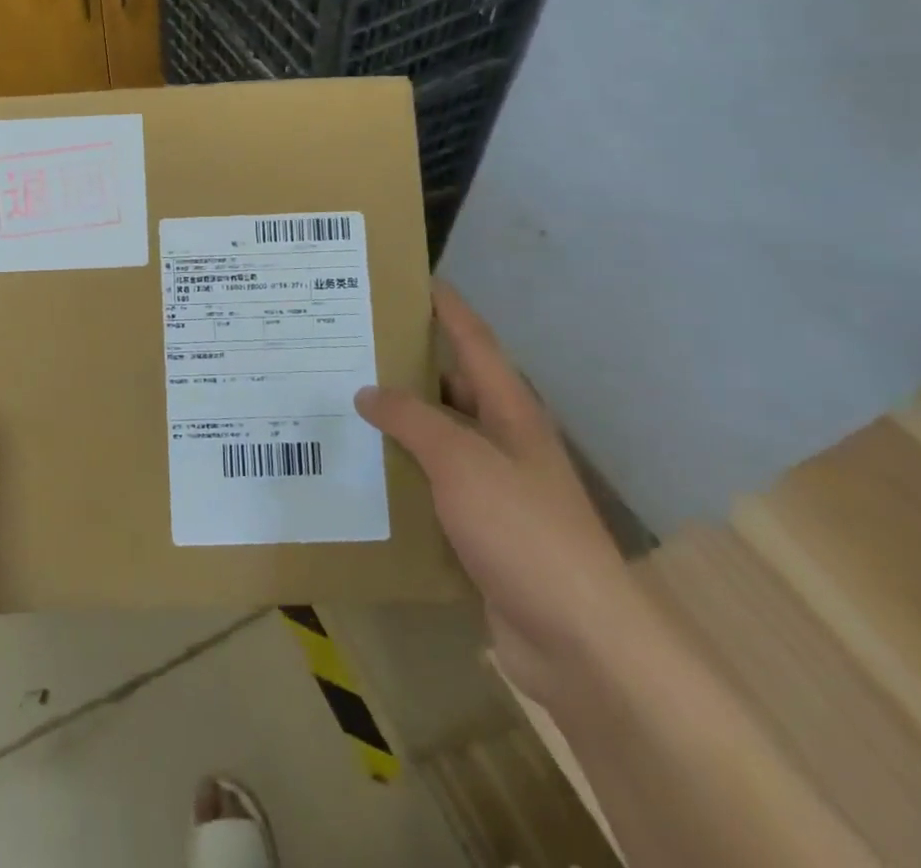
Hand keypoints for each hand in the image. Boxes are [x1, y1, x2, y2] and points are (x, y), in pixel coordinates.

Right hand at [355, 284, 649, 711]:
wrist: (577, 641)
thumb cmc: (524, 530)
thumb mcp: (461, 461)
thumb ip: (412, 419)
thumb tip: (368, 391)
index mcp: (510, 411)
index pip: (475, 341)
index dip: (447, 308)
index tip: (414, 278)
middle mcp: (503, 440)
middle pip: (451, 386)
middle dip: (407, 364)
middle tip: (351, 345)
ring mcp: (493, 486)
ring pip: (437, 437)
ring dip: (398, 422)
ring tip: (342, 402)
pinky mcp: (479, 528)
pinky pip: (431, 483)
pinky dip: (400, 471)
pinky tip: (362, 469)